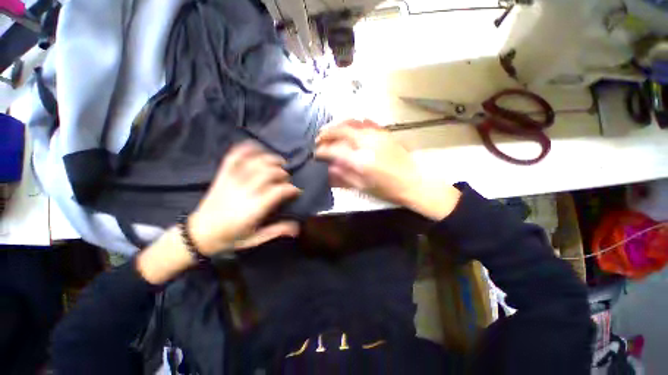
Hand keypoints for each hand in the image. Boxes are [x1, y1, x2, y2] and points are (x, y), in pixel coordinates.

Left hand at [137, 142, 300, 284]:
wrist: (198, 234)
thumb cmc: (230, 237)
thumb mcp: (256, 239)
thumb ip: (276, 231)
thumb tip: (297, 227)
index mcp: (254, 208)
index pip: (278, 191)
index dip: (291, 189)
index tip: (296, 191)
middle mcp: (245, 191)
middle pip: (269, 173)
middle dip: (282, 173)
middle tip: (286, 179)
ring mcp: (232, 181)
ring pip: (254, 162)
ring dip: (270, 159)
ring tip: (279, 162)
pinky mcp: (223, 176)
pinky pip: (234, 157)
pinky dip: (246, 149)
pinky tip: (256, 147)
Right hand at [315, 119, 460, 220]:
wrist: (413, 181)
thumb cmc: (387, 188)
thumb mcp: (362, 186)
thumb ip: (343, 176)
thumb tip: (329, 168)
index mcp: (360, 160)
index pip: (334, 150)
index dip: (322, 151)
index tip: (316, 153)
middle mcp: (367, 142)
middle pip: (341, 130)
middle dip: (327, 133)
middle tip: (319, 139)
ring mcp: (377, 134)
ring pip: (352, 122)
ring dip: (339, 126)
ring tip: (332, 132)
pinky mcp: (385, 132)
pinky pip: (366, 122)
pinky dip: (354, 123)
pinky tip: (351, 129)